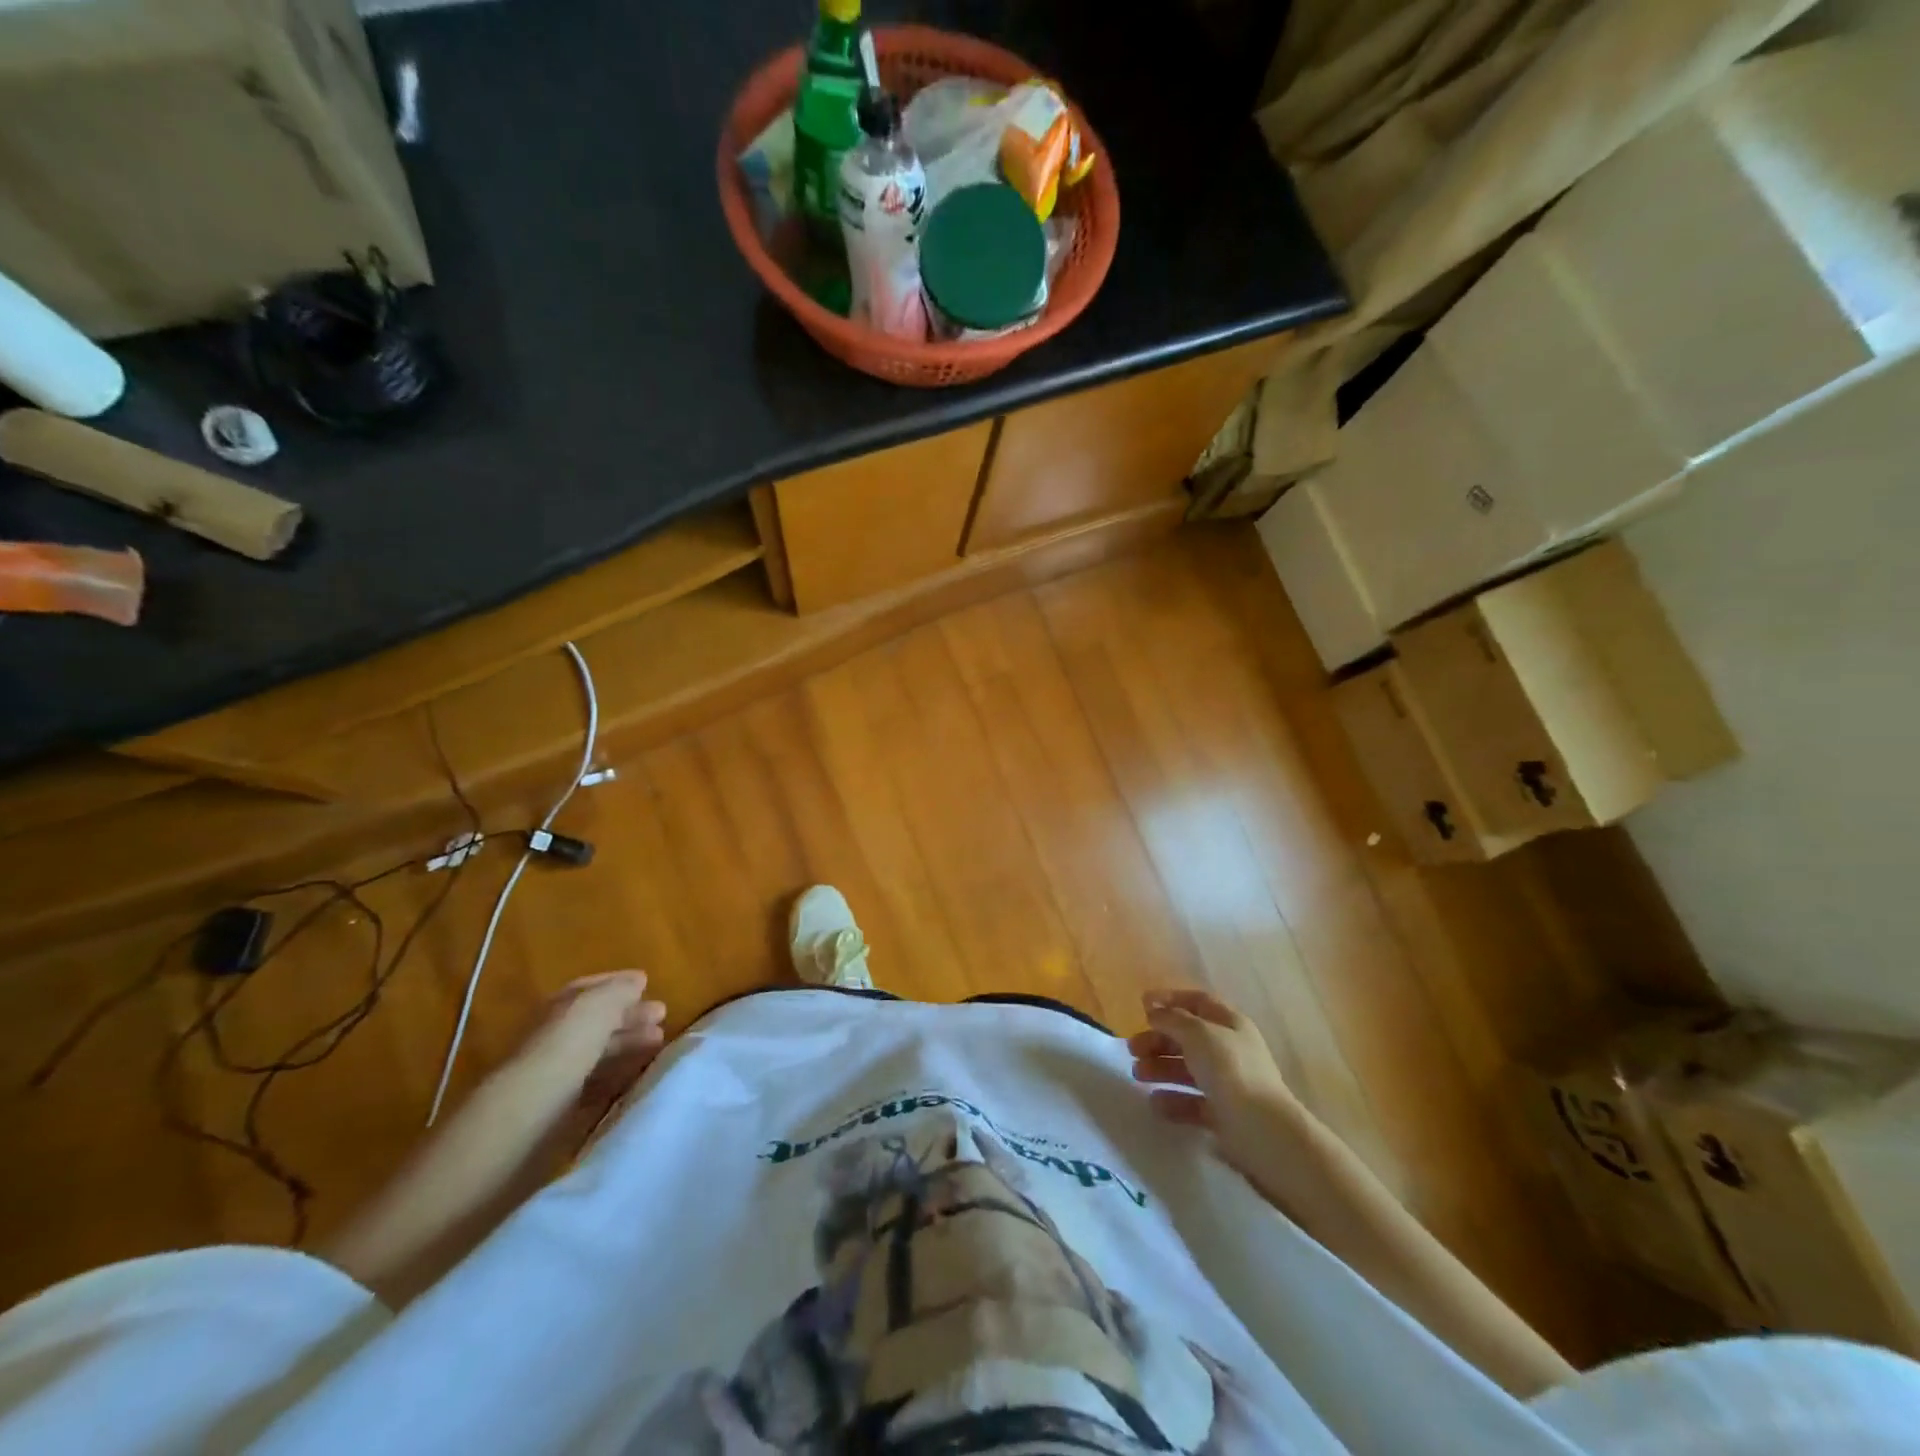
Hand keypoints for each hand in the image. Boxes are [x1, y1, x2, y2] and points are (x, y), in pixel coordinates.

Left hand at [518, 971, 668, 1112]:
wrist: (533, 1107)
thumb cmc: (568, 1044)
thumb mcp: (598, 1005)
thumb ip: (620, 990)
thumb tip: (638, 981)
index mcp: (559, 1007)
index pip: (590, 989)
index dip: (619, 983)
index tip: (648, 983)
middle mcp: (555, 1034)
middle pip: (596, 1020)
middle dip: (630, 1015)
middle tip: (662, 1014)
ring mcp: (557, 1070)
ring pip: (599, 1049)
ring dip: (629, 1042)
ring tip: (659, 1041)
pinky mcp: (562, 1102)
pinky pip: (597, 1078)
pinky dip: (618, 1070)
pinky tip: (637, 1071)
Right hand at [1128, 988, 1301, 1158]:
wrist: (1262, 1130)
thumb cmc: (1230, 1070)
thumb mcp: (1197, 1033)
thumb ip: (1172, 1019)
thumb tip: (1154, 1010)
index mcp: (1230, 1023)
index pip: (1198, 1002)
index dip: (1170, 1000)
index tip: (1141, 1005)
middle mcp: (1230, 1050)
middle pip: (1188, 1037)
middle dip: (1158, 1039)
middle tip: (1132, 1049)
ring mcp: (1227, 1083)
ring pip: (1187, 1069)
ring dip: (1160, 1068)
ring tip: (1137, 1075)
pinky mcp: (1222, 1114)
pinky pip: (1192, 1101)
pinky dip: (1172, 1100)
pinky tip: (1156, 1103)